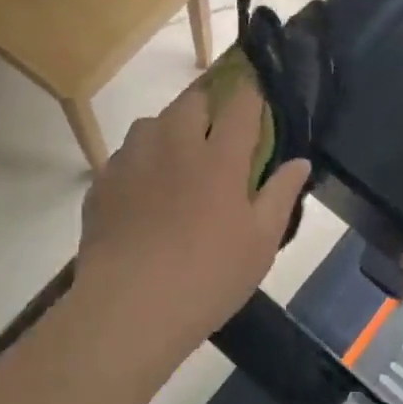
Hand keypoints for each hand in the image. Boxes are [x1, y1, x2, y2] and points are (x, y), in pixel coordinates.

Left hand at [74, 82, 310, 357]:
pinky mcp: (102, 181)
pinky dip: (140, 161)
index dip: (251, 95)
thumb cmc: (207, 277)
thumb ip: (280, 195)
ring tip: (177, 159)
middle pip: (192, 101)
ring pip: (152, 122)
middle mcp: (174, 144)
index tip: (256, 99)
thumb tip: (300, 162)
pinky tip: (143, 192)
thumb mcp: (260, 244)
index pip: (241, 104)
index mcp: (219, 157)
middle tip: (218, 133)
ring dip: (169, 129)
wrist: (128, 308)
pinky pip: (125, 155)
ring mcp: (133, 159)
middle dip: (209, 105)